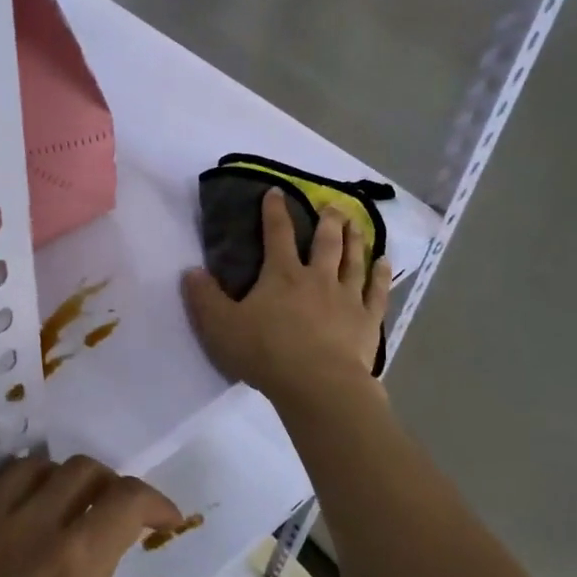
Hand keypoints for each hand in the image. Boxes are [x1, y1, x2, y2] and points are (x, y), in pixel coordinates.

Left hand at [0, 456, 180, 576]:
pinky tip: (29, 523)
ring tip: (78, 516)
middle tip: (126, 525)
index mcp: (73, 564)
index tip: (169, 523)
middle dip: (116, 487)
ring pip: (38, 467)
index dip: (157, 502)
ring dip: (69, 479)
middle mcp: (30, 528)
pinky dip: (26, 484)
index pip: (126, 498)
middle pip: (83, 470)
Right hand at [182, 187, 390, 405]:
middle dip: (327, 220)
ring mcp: (347, 298)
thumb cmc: (266, 353)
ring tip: (356, 224)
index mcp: (282, 275)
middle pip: (325, 242)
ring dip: (355, 239)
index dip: (275, 211)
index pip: (277, 234)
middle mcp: (318, 278)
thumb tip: (191, 272)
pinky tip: (385, 262)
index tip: (276, 192)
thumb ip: (204, 298)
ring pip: (353, 260)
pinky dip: (381, 275)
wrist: (317, 384)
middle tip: (332, 205)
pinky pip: (377, 291)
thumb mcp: (221, 326)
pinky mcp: (367, 321)